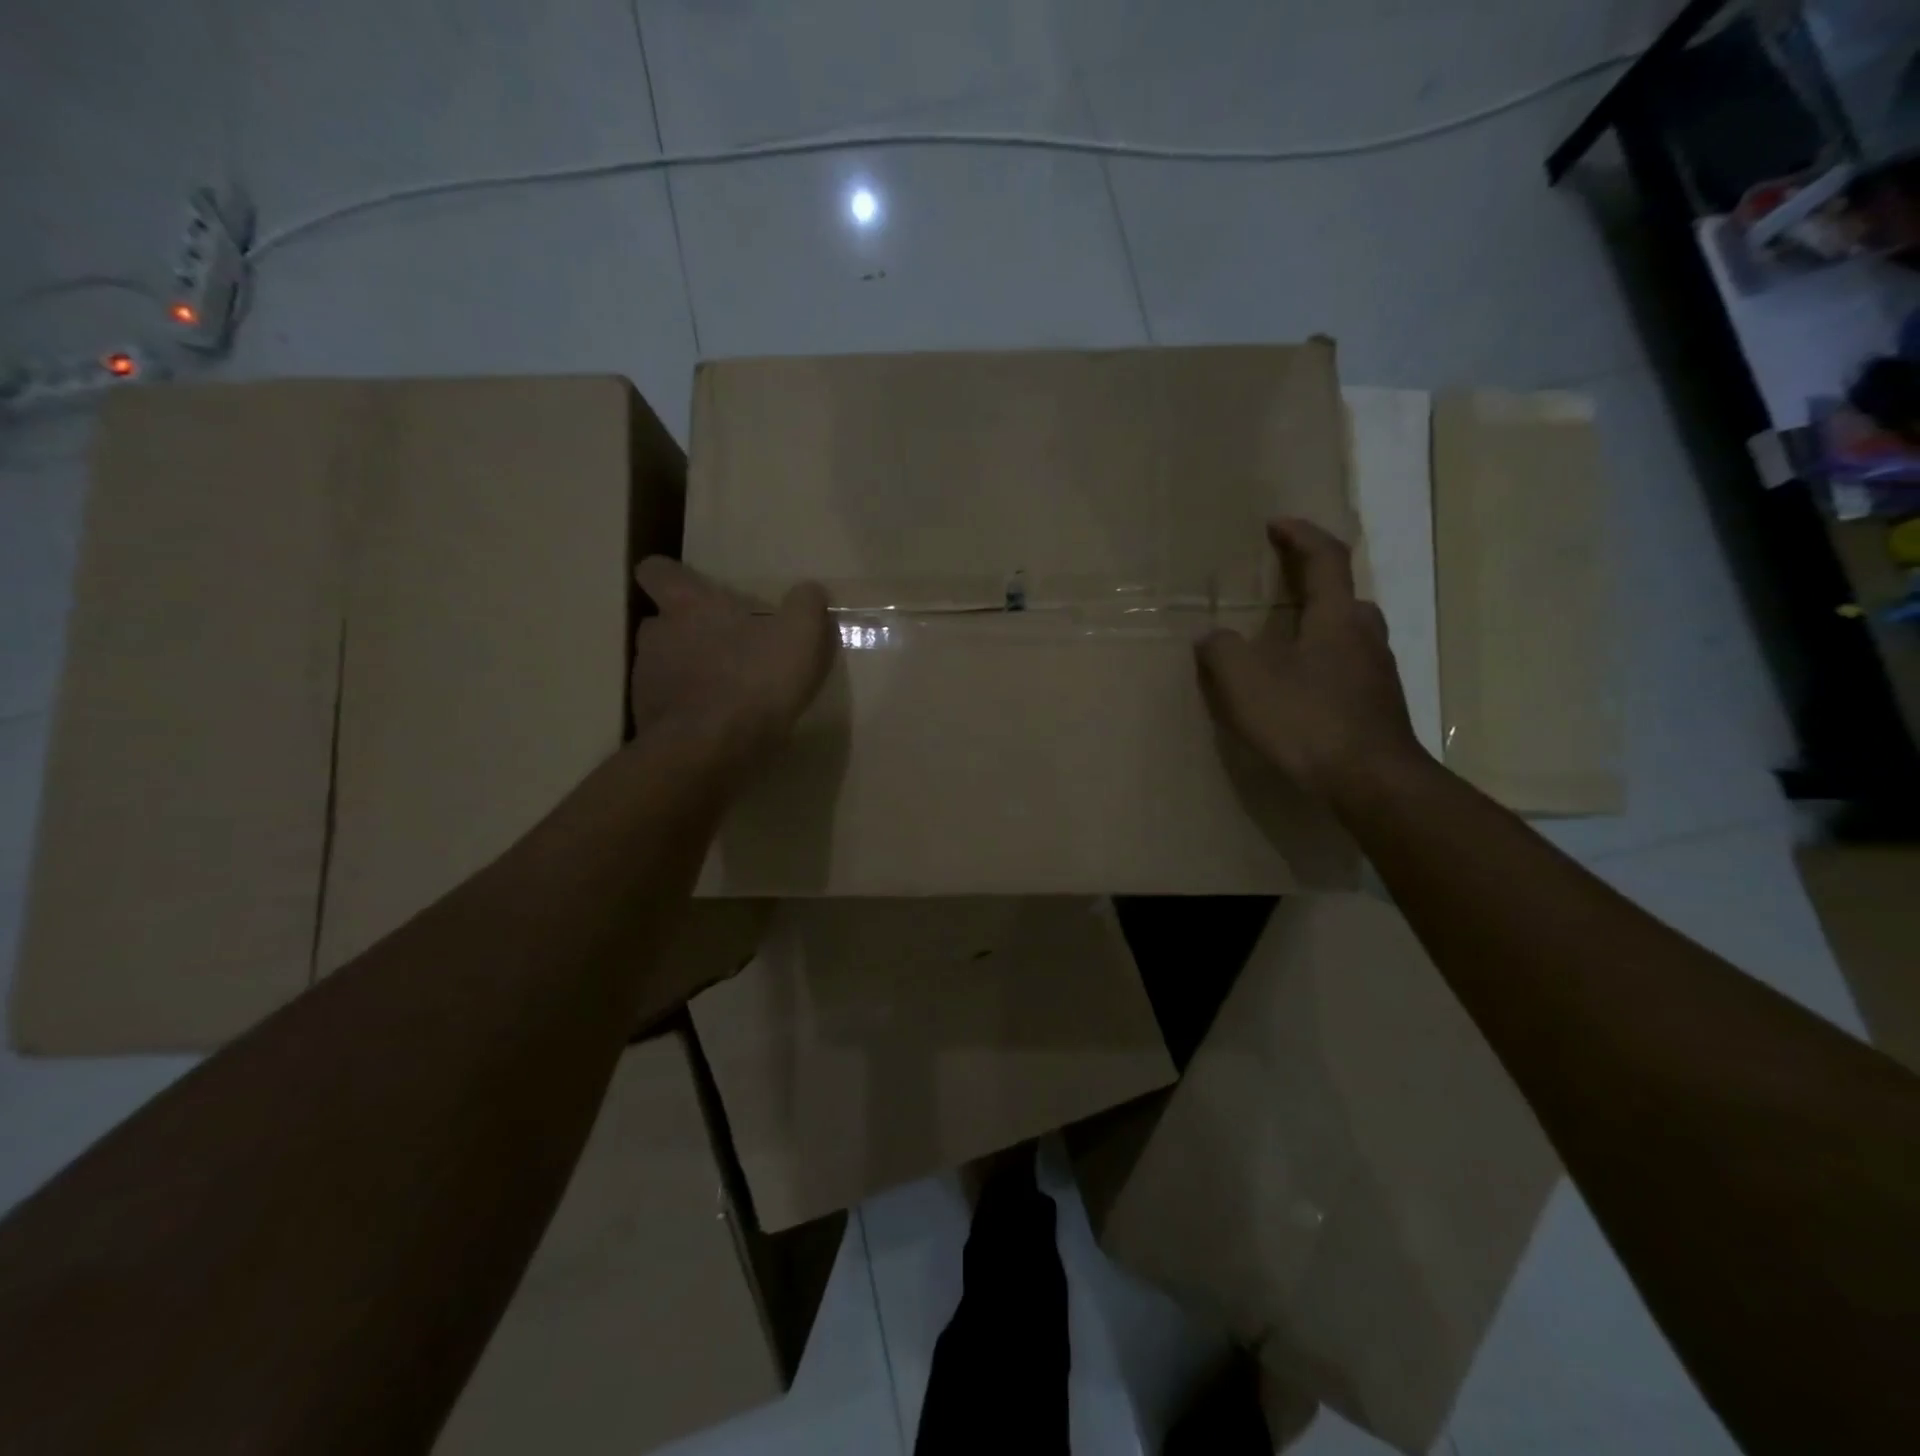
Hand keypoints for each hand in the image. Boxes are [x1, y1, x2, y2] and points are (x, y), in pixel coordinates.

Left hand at [632, 557, 835, 765]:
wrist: (710, 750)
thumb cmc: (755, 680)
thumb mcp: (800, 636)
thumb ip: (805, 607)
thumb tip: (809, 590)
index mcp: (689, 605)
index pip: (656, 570)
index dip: (672, 577)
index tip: (694, 590)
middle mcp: (657, 635)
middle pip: (660, 623)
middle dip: (686, 633)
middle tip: (722, 648)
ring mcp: (646, 680)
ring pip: (661, 667)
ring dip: (685, 675)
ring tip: (722, 694)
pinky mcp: (646, 721)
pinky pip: (665, 708)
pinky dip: (686, 713)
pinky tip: (714, 728)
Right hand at [1196, 518, 1422, 800]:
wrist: (1371, 782)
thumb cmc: (1306, 720)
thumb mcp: (1246, 682)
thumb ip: (1222, 651)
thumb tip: (1211, 636)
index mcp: (1337, 617)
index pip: (1325, 558)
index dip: (1301, 535)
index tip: (1276, 525)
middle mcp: (1365, 635)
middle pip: (1342, 595)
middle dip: (1311, 584)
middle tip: (1279, 589)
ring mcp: (1378, 672)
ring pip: (1347, 633)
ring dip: (1317, 626)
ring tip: (1282, 643)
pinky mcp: (1378, 705)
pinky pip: (1347, 667)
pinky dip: (1322, 663)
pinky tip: (1299, 690)